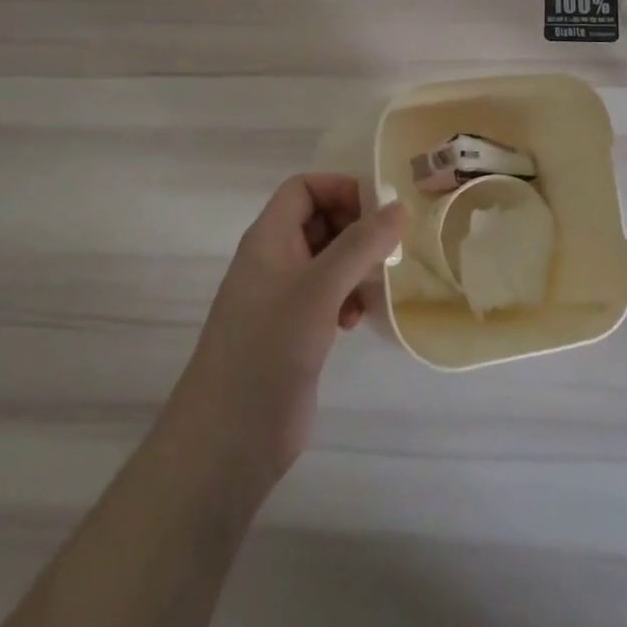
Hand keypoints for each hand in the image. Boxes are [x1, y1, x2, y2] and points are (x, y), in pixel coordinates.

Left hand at [168, 174, 405, 489]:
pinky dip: (347, 297)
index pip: (303, 188)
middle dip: (355, 227)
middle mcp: (273, 260)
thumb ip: (360, 244)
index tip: (380, 210)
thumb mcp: (320, 288)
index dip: (340, 188)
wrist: (228, 439)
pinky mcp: (292, 332)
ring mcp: (281, 298)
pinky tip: (358, 319)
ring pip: (326, 259)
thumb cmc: (270, 347)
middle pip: (317, 219)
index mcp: (268, 238)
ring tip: (378, 284)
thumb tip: (399, 207)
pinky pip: (326, 295)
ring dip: (355, 264)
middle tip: (388, 247)